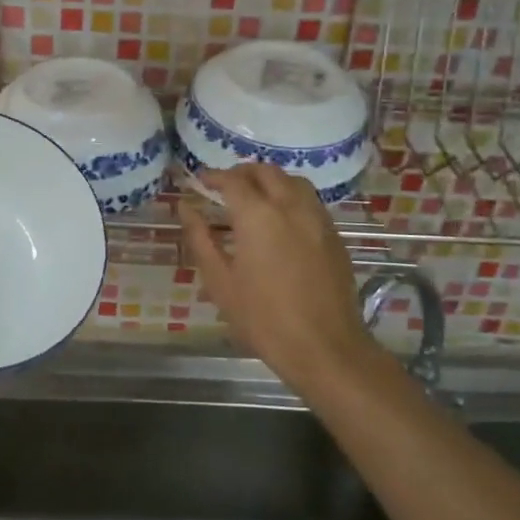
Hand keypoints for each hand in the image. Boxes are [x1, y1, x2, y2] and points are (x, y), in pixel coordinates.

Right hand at [177, 164, 373, 389]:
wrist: (324, 347)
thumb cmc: (263, 318)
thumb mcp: (220, 281)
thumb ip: (200, 238)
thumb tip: (185, 207)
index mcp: (258, 215)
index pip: (232, 180)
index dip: (213, 176)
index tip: (199, 181)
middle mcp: (290, 206)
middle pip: (266, 172)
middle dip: (242, 173)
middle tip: (225, 187)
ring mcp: (317, 219)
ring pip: (293, 181)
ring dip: (270, 180)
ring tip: (254, 198)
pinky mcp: (334, 235)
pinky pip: (310, 201)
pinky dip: (291, 197)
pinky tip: (281, 220)